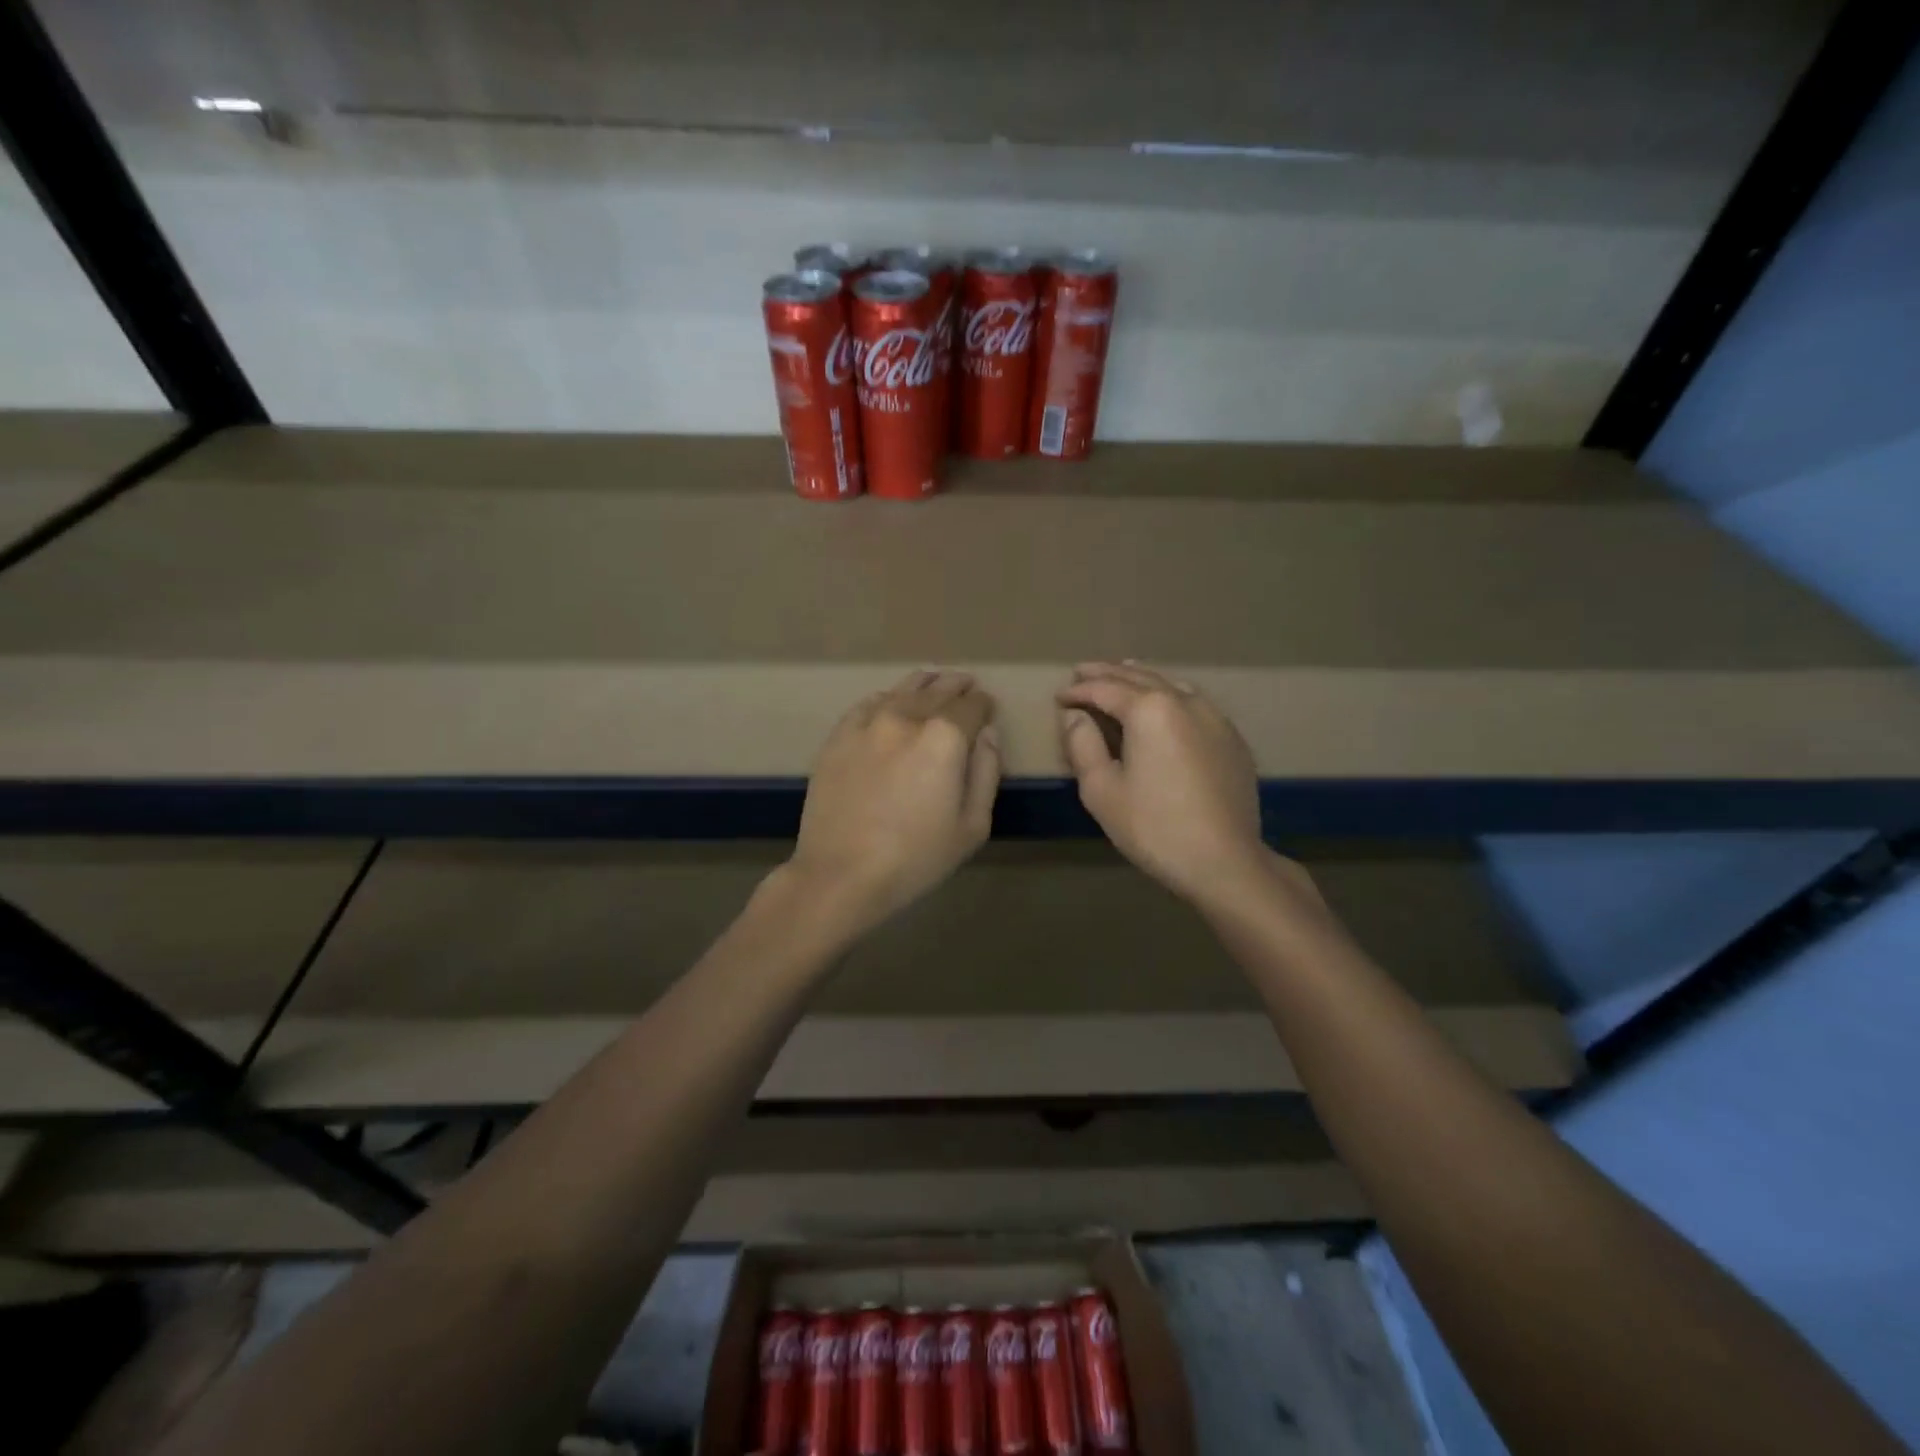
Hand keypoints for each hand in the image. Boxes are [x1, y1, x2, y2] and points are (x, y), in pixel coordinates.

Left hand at [788, 670, 1000, 934]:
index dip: (984, 704)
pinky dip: (886, 697)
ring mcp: (867, 724)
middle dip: (957, 687)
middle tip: (966, 684)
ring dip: (924, 684)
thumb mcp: (973, 826)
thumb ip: (986, 772)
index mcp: (944, 737)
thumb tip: (987, 734)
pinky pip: (867, 704)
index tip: (987, 707)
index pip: (972, 706)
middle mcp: (906, 718)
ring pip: (902, 691)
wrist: (842, 874)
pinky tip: (890, 700)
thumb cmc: (916, 858)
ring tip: (934, 681)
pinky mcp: (838, 737)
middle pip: (938, 691)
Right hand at [1058, 662, 1274, 906]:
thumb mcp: (1102, 790)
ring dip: (1141, 677)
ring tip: (1122, 673)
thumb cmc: (1153, 827)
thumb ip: (1083, 745)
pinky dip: (1170, 695)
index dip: (1078, 691)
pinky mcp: (1232, 739)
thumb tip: (1075, 716)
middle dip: (1108, 674)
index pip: (1105, 689)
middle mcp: (1184, 702)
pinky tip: (1165, 703)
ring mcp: (1215, 718)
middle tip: (1082, 671)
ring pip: (1171, 684)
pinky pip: (1194, 703)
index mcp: (1150, 710)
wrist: (1224, 861)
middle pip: (1139, 678)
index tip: (1060, 696)